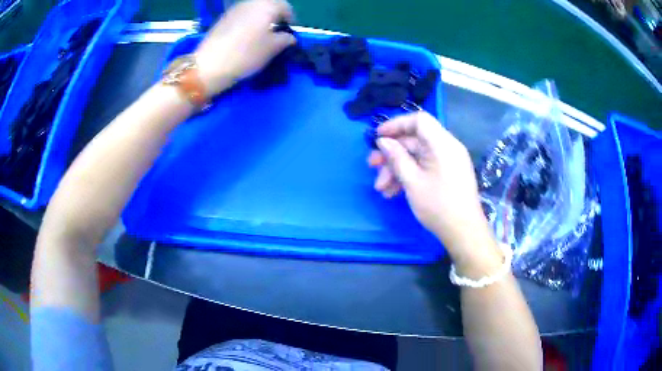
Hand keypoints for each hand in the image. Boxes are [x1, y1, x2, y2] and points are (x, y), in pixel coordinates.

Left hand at [195, 0, 295, 95]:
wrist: (210, 65)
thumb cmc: (246, 54)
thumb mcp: (272, 48)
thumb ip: (285, 39)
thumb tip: (289, 37)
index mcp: (266, 6)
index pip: (285, 6)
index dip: (290, 18)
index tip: (290, 31)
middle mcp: (250, 3)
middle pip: (268, 5)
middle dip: (275, 16)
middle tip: (277, 32)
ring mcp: (234, 10)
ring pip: (254, 10)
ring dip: (261, 19)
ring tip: (261, 35)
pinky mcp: (223, 19)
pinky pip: (242, 16)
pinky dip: (248, 22)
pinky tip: (245, 37)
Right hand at [368, 112, 490, 253]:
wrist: (464, 233)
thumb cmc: (439, 206)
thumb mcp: (413, 182)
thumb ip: (397, 157)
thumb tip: (383, 141)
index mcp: (443, 144)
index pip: (419, 120)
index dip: (396, 124)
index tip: (378, 137)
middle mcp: (447, 147)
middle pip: (415, 140)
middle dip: (392, 154)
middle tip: (372, 166)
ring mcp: (448, 161)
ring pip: (417, 156)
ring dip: (397, 169)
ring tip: (381, 188)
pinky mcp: (447, 173)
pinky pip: (425, 166)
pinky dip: (409, 175)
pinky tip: (393, 192)